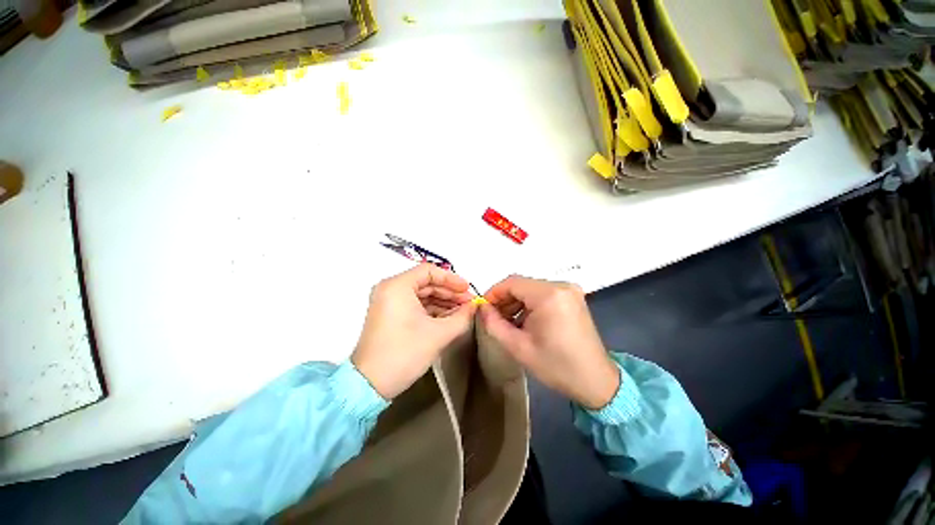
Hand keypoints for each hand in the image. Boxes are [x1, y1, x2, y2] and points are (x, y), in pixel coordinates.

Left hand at [352, 263, 476, 399]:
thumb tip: (474, 306)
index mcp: (398, 286)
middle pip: (426, 282)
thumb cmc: (405, 353)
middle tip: (469, 302)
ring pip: (422, 294)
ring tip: (463, 311)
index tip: (468, 290)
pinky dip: (432, 310)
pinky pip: (415, 305)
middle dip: (449, 292)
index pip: (429, 271)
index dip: (452, 278)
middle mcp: (390, 289)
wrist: (369, 385)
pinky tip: (449, 318)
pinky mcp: (390, 315)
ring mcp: (389, 302)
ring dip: (443, 301)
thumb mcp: (439, 334)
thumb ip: (462, 317)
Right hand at [478, 275, 618, 409]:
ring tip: (508, 322)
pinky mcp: (572, 297)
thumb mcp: (518, 347)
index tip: (483, 307)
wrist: (595, 380)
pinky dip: (530, 304)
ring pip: (532, 289)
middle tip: (493, 317)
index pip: (512, 283)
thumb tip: (481, 308)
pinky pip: (543, 294)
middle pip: (522, 284)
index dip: (494, 293)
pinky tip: (525, 320)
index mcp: (549, 295)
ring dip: (517, 302)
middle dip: (505, 299)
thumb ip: (494, 324)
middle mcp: (561, 286)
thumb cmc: (556, 366)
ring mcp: (569, 290)